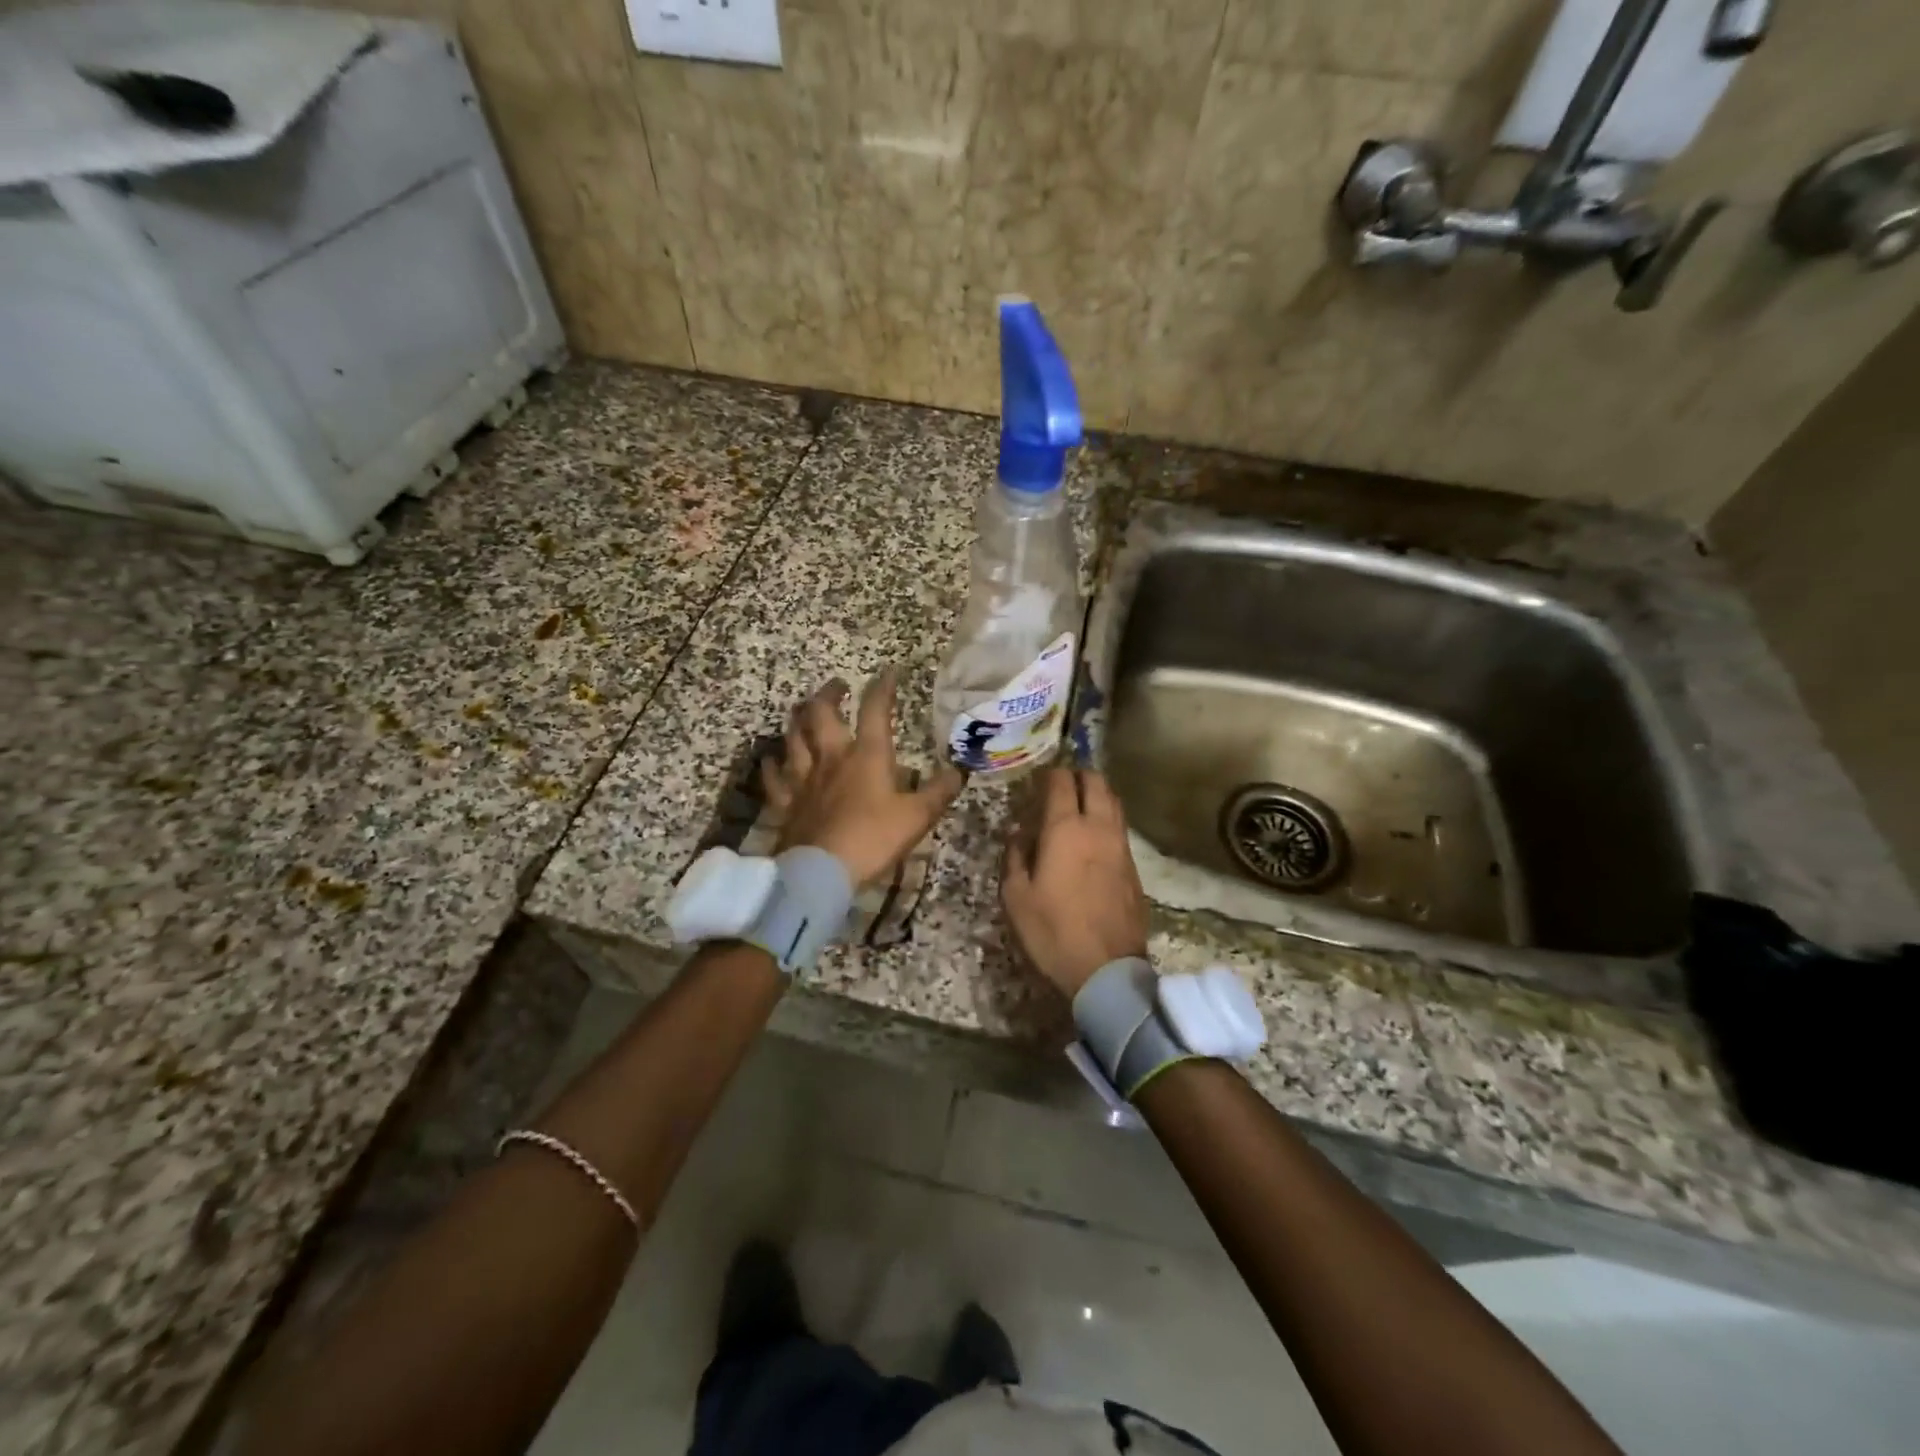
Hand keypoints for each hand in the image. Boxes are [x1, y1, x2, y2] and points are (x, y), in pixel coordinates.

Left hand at [763, 672, 964, 887]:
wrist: (822, 871)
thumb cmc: (873, 839)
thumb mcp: (917, 816)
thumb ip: (939, 791)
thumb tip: (959, 770)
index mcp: (867, 755)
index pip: (875, 710)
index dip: (883, 687)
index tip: (889, 672)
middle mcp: (832, 757)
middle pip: (821, 713)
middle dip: (829, 693)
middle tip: (837, 685)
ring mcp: (803, 778)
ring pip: (793, 736)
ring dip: (798, 719)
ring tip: (804, 711)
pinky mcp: (785, 801)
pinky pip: (774, 776)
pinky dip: (773, 764)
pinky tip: (774, 758)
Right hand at [1002, 768, 1149, 997]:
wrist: (1106, 970)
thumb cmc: (1052, 931)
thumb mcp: (1016, 896)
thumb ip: (1015, 856)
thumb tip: (1019, 833)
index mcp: (1065, 830)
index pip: (1061, 783)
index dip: (1050, 773)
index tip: (1039, 776)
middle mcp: (1098, 828)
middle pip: (1096, 782)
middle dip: (1079, 773)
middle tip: (1062, 780)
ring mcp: (1121, 846)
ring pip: (1114, 802)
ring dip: (1097, 793)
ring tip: (1079, 801)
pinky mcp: (1134, 867)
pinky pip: (1120, 827)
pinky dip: (1107, 818)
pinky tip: (1094, 834)